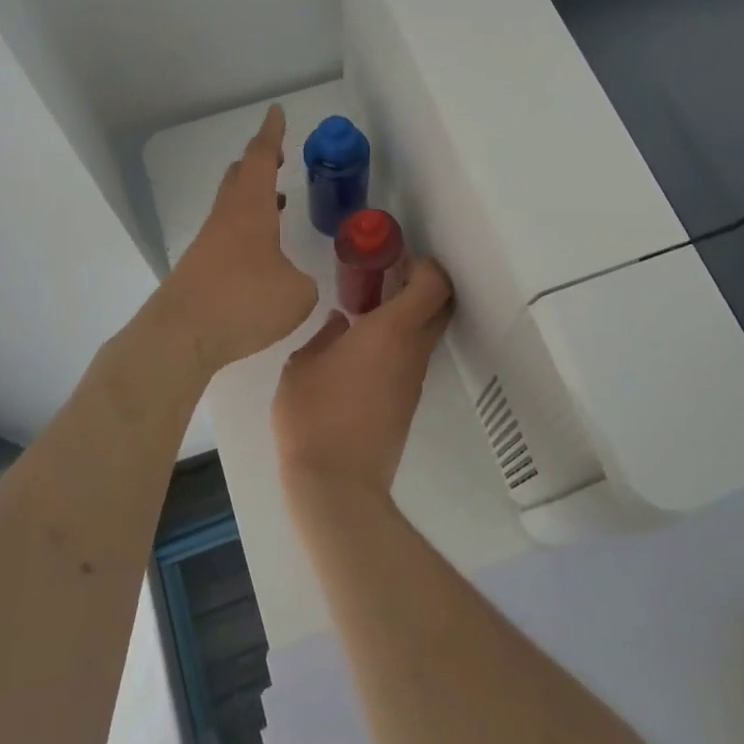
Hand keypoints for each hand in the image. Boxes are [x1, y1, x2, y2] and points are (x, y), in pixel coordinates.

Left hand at [157, 105, 318, 373]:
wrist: (180, 337)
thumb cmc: (244, 302)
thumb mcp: (297, 293)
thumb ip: (303, 280)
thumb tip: (294, 282)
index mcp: (250, 208)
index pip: (261, 158)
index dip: (272, 134)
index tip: (276, 112)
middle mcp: (226, 218)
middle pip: (239, 177)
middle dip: (259, 162)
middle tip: (278, 156)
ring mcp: (208, 244)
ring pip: (231, 206)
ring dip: (254, 197)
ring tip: (278, 201)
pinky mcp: (199, 270)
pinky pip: (228, 235)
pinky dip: (247, 229)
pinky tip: (261, 253)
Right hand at [272, 258, 454, 498]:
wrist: (337, 484)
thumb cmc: (314, 415)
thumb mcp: (302, 366)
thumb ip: (324, 336)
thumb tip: (341, 325)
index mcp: (391, 330)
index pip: (433, 284)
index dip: (424, 264)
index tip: (397, 259)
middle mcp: (413, 350)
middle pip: (441, 305)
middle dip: (423, 284)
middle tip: (389, 278)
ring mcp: (414, 378)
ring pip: (427, 333)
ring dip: (409, 315)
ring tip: (367, 312)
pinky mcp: (408, 402)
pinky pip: (413, 357)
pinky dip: (400, 341)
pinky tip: (363, 350)